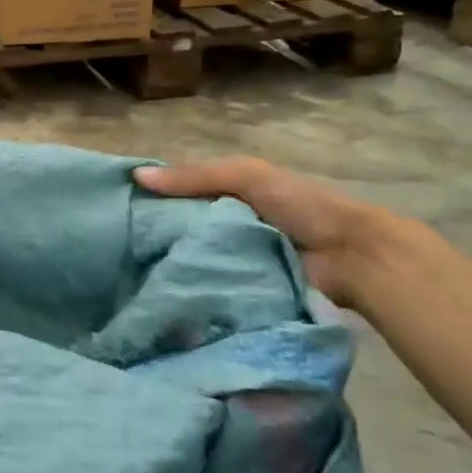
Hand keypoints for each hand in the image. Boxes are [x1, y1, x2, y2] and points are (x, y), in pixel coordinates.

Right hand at [134, 157, 385, 306]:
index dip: (153, 200)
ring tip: (133, 277)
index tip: (118, 212)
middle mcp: (229, 228)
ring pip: (195, 261)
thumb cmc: (300, 205)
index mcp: (230, 196)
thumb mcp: (246, 177)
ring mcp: (238, 262)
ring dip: (174, 268)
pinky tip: (164, 296)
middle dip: (158, 238)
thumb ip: (195, 176)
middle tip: (119, 251)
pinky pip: (213, 289)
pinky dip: (195, 291)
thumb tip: (136, 178)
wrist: (353, 256)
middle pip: (184, 231)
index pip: (181, 196)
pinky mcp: (246, 292)